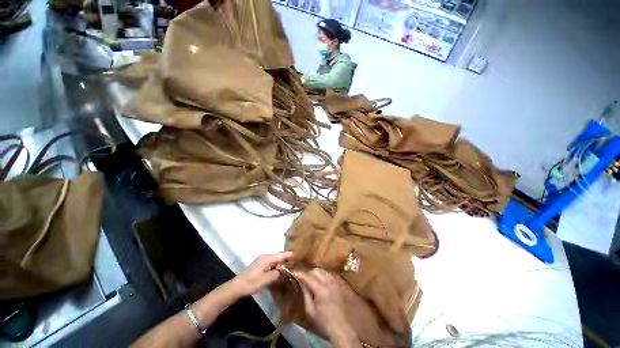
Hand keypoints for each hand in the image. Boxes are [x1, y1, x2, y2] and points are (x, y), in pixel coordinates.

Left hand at [231, 252, 293, 297]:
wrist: (237, 287)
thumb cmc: (252, 283)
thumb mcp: (266, 279)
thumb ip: (276, 274)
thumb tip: (282, 271)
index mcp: (267, 258)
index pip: (280, 255)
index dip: (289, 255)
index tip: (297, 254)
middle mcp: (265, 257)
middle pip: (278, 256)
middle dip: (286, 257)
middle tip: (295, 260)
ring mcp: (261, 261)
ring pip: (274, 260)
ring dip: (281, 262)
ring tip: (289, 264)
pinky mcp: (259, 266)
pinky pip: (271, 263)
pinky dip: (276, 265)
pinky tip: (279, 269)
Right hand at [296, 269, 358, 346]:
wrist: (348, 330)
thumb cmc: (327, 324)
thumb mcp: (311, 313)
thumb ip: (306, 295)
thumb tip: (302, 284)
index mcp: (320, 289)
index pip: (307, 276)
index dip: (300, 273)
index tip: (294, 272)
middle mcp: (330, 281)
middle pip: (317, 270)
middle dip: (309, 272)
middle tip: (304, 278)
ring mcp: (339, 281)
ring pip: (326, 271)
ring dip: (318, 273)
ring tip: (314, 279)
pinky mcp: (345, 283)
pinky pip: (333, 275)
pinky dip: (327, 276)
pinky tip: (325, 282)